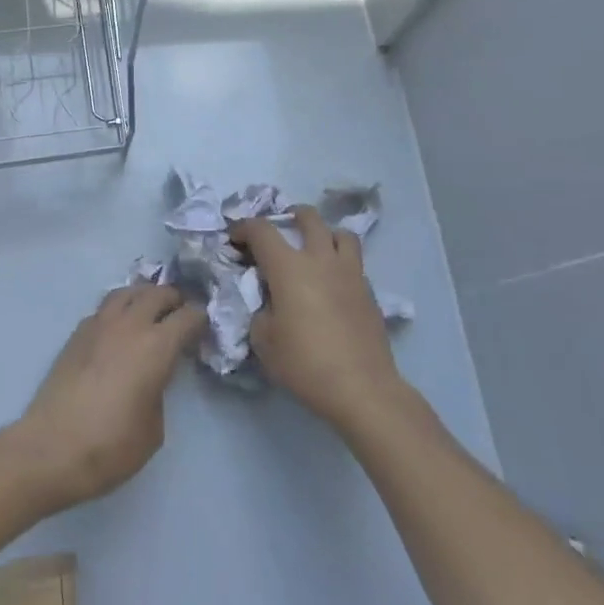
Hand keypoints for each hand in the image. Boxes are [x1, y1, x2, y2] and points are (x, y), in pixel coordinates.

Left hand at [8, 285, 204, 511]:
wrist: (49, 449)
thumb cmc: (109, 446)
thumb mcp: (153, 429)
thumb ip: (159, 392)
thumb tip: (153, 377)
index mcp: (156, 346)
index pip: (187, 316)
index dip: (200, 320)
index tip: (204, 330)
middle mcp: (129, 325)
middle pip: (157, 293)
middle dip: (174, 300)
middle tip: (180, 316)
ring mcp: (99, 325)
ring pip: (127, 292)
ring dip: (143, 297)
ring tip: (149, 314)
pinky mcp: (76, 334)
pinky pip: (104, 308)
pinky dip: (118, 310)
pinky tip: (118, 330)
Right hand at [232, 206, 405, 429]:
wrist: (361, 387)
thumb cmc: (304, 362)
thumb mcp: (264, 340)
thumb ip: (260, 310)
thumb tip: (268, 302)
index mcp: (289, 266)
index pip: (262, 229)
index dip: (243, 228)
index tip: (234, 239)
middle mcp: (320, 259)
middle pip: (308, 217)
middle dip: (289, 217)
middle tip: (279, 232)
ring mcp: (349, 272)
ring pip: (340, 233)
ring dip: (324, 233)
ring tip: (314, 250)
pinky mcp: (369, 291)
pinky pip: (354, 262)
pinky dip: (340, 262)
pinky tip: (332, 284)